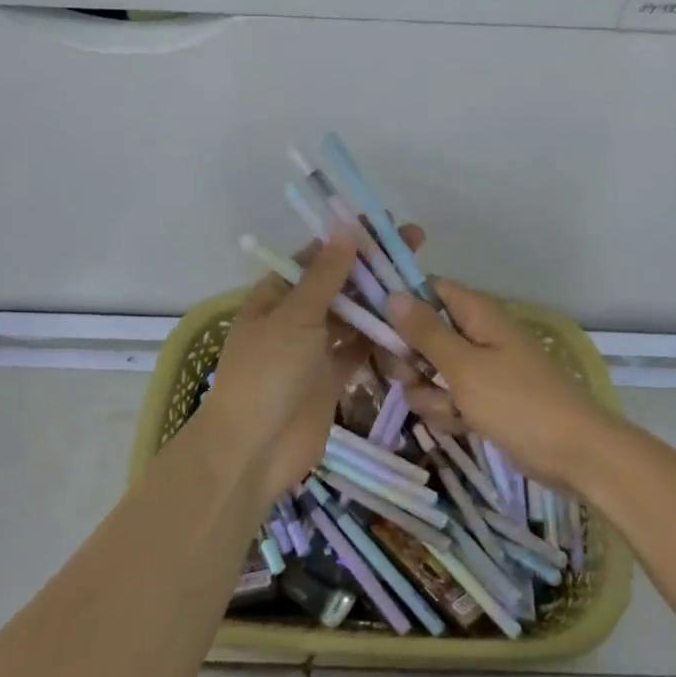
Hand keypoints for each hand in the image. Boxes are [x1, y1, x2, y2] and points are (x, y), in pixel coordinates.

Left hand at [198, 224, 424, 500]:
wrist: (254, 450)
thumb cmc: (267, 372)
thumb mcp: (295, 316)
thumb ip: (326, 274)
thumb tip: (347, 226)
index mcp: (277, 295)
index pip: (318, 256)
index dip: (351, 240)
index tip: (387, 225)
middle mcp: (296, 316)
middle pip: (340, 284)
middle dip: (374, 267)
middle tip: (417, 247)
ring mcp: (315, 348)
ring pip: (354, 316)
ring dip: (382, 301)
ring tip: (421, 281)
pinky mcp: (333, 377)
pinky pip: (361, 349)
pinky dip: (382, 338)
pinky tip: (412, 323)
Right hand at [386, 279, 622, 492]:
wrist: (573, 453)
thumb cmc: (518, 402)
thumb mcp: (464, 366)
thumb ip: (425, 331)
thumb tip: (392, 293)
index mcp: (475, 313)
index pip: (427, 289)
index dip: (401, 304)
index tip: (375, 327)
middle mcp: (475, 334)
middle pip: (421, 335)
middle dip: (411, 361)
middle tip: (415, 378)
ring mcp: (480, 368)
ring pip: (430, 372)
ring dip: (430, 394)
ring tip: (452, 410)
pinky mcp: (483, 399)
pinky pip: (448, 398)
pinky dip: (449, 412)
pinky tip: (462, 426)